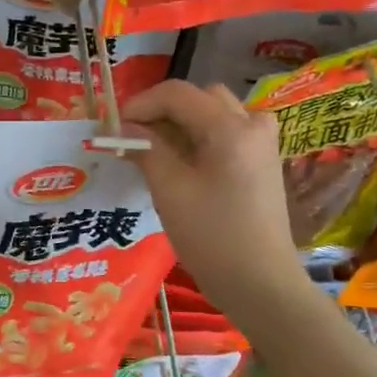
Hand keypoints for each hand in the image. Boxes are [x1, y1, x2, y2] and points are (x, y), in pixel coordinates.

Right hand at [120, 80, 300, 302]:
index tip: (114, 128)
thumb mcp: (170, 189)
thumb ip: (146, 148)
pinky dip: (199, 138)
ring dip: (180, 124)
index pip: (177, 94)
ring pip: (213, 113)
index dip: (140, 104)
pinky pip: (226, 133)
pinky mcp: (262, 161)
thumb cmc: (211, 235)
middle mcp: (252, 124)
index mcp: (230, 127)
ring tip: (154, 151)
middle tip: (133, 138)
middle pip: (198, 98)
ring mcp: (262, 142)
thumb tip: (122, 127)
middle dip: (161, 112)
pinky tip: (181, 164)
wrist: (260, 282)